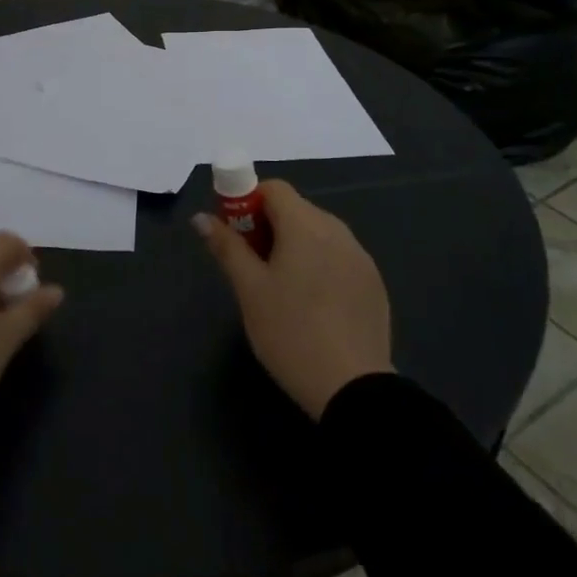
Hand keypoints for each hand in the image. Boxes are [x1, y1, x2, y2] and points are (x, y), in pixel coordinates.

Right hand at [193, 179, 392, 419]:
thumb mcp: (249, 290)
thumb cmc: (290, 331)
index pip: (273, 188)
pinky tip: (313, 306)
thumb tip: (202, 218)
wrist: (353, 388)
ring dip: (295, 246)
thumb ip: (226, 247)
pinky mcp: (374, 282)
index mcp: (306, 225)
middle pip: (296, 210)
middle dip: (269, 226)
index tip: (235, 236)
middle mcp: (337, 230)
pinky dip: (319, 266)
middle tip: (252, 266)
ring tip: (281, 289)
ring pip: (318, 234)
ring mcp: (360, 256)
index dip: (247, 203)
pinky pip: (339, 257)